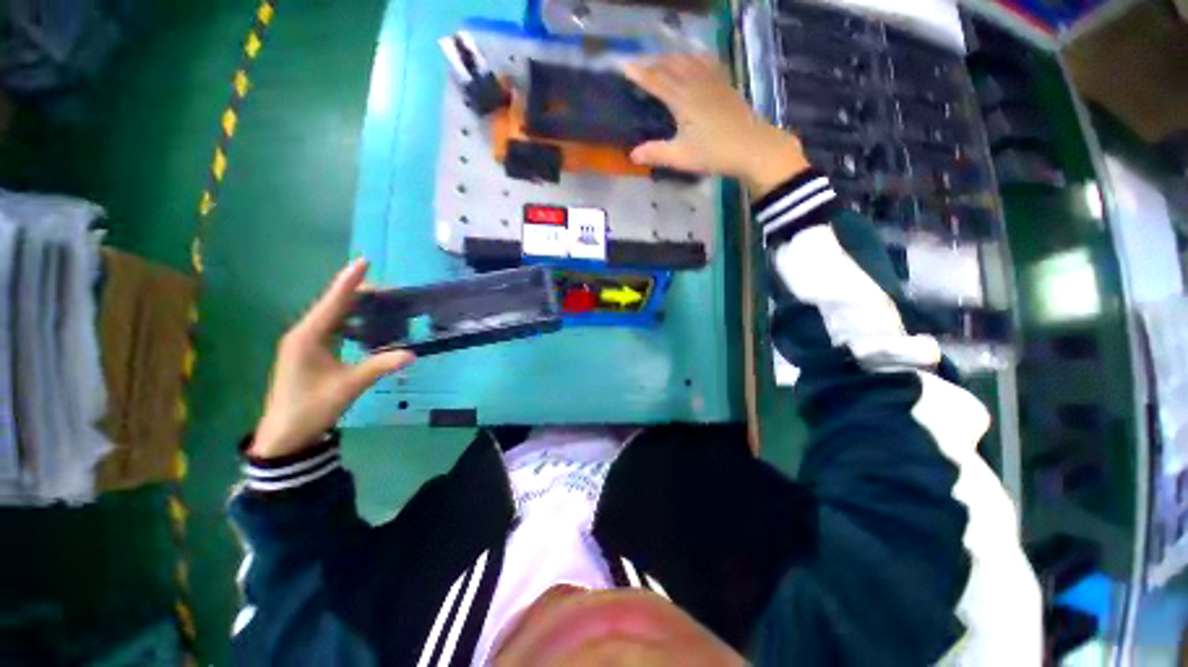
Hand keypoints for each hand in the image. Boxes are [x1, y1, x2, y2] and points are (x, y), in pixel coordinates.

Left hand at [249, 259, 414, 458]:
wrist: (285, 435)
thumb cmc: (311, 407)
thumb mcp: (349, 385)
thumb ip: (380, 366)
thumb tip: (412, 354)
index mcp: (308, 336)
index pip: (334, 302)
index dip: (350, 281)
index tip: (365, 261)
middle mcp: (304, 334)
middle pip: (334, 305)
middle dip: (359, 294)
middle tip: (390, 290)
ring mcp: (305, 343)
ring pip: (333, 317)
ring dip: (357, 308)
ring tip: (384, 304)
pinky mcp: (309, 353)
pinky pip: (333, 329)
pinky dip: (352, 324)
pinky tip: (368, 328)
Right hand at [624, 55, 809, 196]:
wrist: (752, 146)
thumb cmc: (714, 152)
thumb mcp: (680, 157)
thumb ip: (655, 153)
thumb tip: (632, 155)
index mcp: (682, 98)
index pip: (656, 81)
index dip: (639, 73)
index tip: (623, 65)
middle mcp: (696, 82)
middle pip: (670, 64)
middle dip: (652, 62)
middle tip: (639, 64)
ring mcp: (713, 80)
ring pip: (688, 59)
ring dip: (671, 57)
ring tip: (661, 61)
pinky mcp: (725, 83)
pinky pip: (706, 61)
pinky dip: (693, 57)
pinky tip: (693, 60)